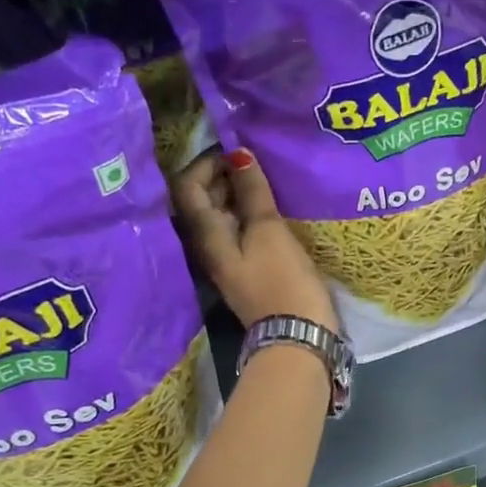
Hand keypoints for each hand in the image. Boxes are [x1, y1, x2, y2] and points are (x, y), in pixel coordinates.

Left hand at [174, 149, 338, 331]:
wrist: (298, 336)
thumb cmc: (282, 280)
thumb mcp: (268, 231)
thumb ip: (252, 192)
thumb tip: (238, 154)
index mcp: (206, 235)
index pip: (187, 186)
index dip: (207, 162)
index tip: (238, 150)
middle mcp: (209, 245)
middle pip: (204, 199)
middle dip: (224, 174)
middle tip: (257, 160)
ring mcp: (228, 259)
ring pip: (224, 215)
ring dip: (240, 194)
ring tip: (268, 178)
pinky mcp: (248, 269)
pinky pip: (241, 231)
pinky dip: (251, 214)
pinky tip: (274, 207)